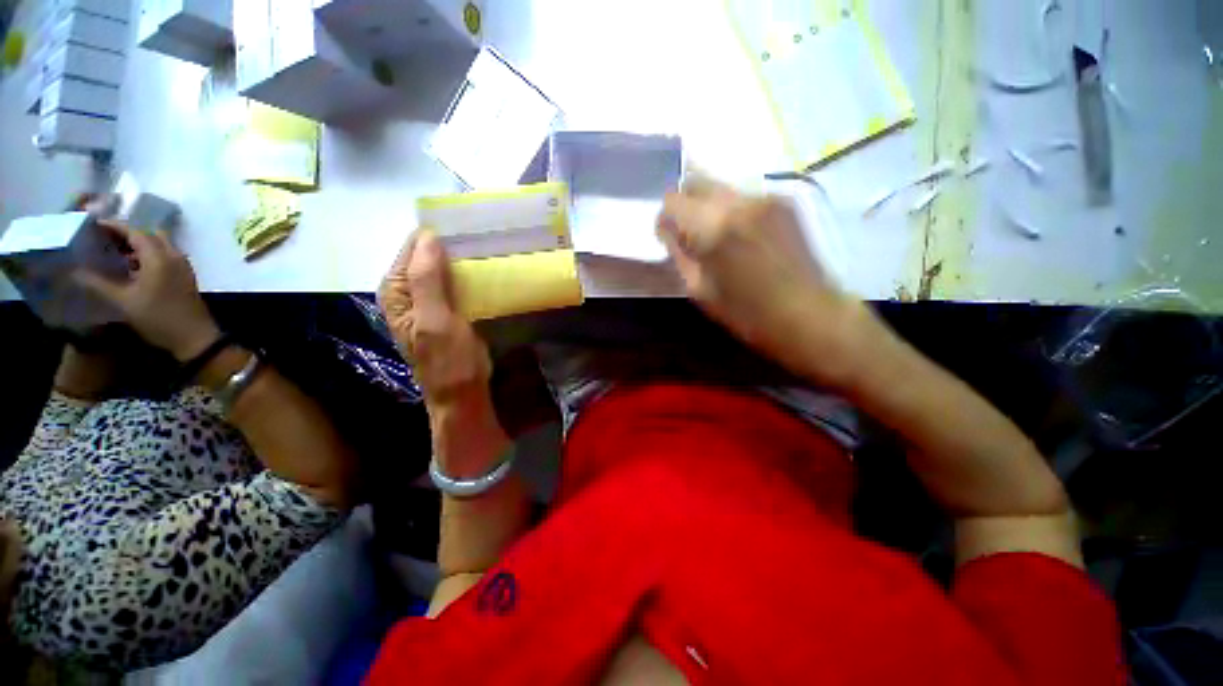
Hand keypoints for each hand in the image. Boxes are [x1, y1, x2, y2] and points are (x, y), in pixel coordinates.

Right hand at [75, 222, 220, 361]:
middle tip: (102, 238)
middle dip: (126, 233)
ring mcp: (183, 266)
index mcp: (159, 257)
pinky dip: (148, 255)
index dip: (114, 226)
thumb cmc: (157, 318)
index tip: (93, 226)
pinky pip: (166, 256)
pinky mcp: (185, 276)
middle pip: (149, 235)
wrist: (194, 337)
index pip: (135, 232)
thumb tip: (73, 270)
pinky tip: (131, 266)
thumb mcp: (122, 301)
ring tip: (113, 251)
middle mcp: (174, 256)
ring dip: (138, 244)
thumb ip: (97, 283)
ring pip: (159, 245)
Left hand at [379, 230, 493, 406]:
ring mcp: (431, 300)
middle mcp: (409, 291)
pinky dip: (470, 276)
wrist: (463, 392)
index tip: (471, 229)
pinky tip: (488, 272)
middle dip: (453, 246)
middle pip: (429, 256)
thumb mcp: (435, 320)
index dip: (439, 236)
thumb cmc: (448, 360)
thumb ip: (426, 279)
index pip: (414, 247)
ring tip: (491, 250)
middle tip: (485, 239)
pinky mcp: (450, 309)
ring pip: (446, 268)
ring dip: (464, 260)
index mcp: (396, 290)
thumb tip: (429, 236)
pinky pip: (458, 283)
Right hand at [657, 177, 865, 383]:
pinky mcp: (785, 201)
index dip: (665, 218)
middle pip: (697, 181)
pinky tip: (741, 237)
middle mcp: (739, 201)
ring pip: (721, 187)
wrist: (809, 315)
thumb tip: (667, 230)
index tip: (669, 237)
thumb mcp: (699, 290)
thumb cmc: (747, 313)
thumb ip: (679, 253)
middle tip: (687, 233)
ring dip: (709, 207)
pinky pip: (744, 196)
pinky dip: (732, 210)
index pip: (673, 200)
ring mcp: (766, 196)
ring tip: (716, 237)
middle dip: (685, 204)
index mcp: (714, 226)